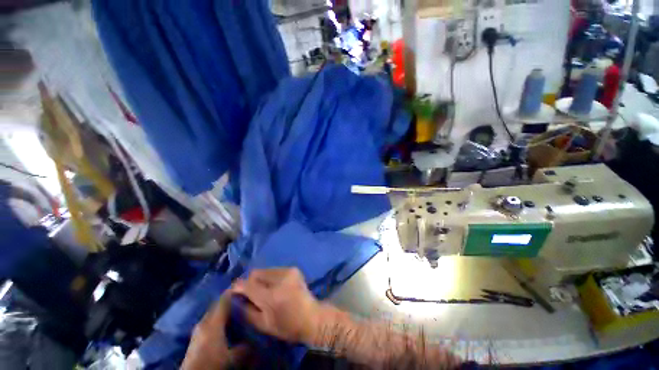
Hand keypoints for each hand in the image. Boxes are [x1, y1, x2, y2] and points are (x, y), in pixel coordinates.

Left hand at [182, 292, 249, 369]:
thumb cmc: (211, 362)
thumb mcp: (232, 356)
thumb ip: (245, 346)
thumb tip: (255, 341)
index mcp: (213, 321)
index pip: (224, 299)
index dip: (234, 291)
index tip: (245, 287)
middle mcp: (204, 322)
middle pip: (218, 305)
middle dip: (230, 301)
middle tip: (244, 300)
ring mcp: (198, 329)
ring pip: (213, 314)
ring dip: (224, 311)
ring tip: (237, 312)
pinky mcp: (196, 337)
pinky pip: (210, 322)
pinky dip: (218, 320)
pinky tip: (225, 326)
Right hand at [231, 268, 321, 343]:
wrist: (311, 316)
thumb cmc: (287, 326)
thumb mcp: (263, 324)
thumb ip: (246, 310)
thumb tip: (236, 298)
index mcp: (271, 296)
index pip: (247, 284)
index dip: (238, 287)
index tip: (234, 292)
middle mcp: (279, 279)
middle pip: (256, 273)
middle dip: (251, 282)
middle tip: (252, 293)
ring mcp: (288, 271)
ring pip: (265, 270)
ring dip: (261, 279)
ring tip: (266, 290)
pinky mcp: (293, 269)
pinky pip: (275, 270)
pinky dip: (271, 277)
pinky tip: (276, 286)